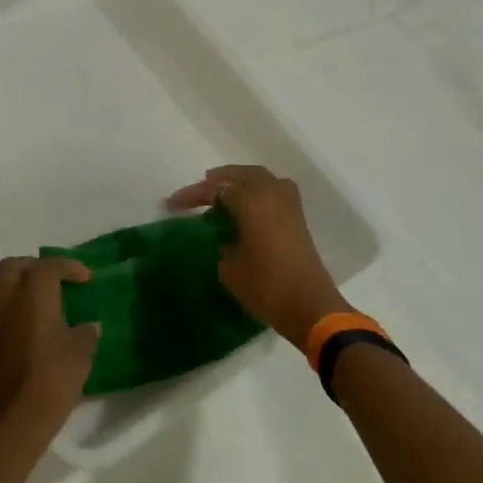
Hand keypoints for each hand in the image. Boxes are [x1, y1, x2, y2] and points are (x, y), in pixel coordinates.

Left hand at [0, 257, 99, 436]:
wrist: (15, 418)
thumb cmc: (53, 377)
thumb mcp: (81, 353)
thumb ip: (86, 333)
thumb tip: (89, 326)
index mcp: (33, 294)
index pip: (48, 266)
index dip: (69, 267)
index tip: (86, 278)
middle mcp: (9, 301)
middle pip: (13, 267)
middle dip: (34, 266)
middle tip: (56, 278)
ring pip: (4, 288)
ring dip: (23, 287)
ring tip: (49, 302)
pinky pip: (3, 312)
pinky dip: (18, 309)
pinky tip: (38, 327)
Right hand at [167, 165, 348, 347]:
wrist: (310, 307)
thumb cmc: (265, 286)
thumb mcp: (228, 267)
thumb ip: (221, 242)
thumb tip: (222, 235)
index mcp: (252, 201)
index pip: (216, 189)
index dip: (192, 195)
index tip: (172, 204)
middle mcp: (272, 194)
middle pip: (241, 175)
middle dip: (219, 180)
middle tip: (200, 191)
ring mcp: (289, 205)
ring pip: (261, 179)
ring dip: (241, 180)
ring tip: (223, 193)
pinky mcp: (298, 219)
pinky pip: (274, 191)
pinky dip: (258, 191)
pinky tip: (246, 207)